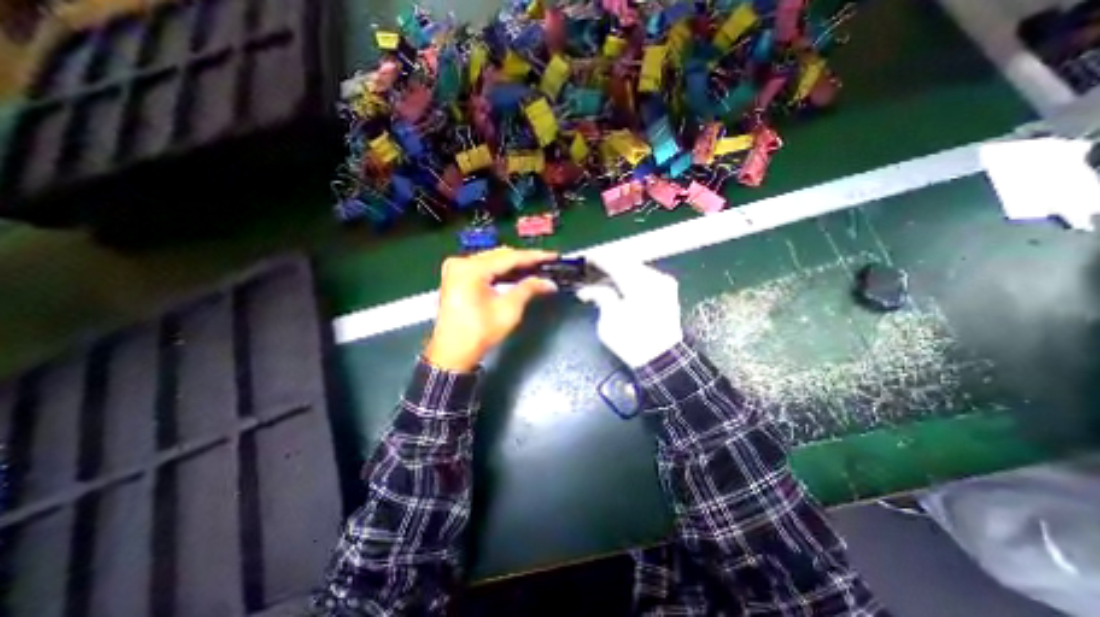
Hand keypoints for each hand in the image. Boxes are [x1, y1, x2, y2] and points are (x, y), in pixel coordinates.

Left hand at [422, 246, 559, 370]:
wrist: (452, 353)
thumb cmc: (479, 333)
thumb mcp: (508, 310)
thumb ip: (528, 289)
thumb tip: (548, 282)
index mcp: (471, 269)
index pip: (509, 257)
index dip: (534, 257)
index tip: (552, 257)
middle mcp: (461, 262)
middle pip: (499, 255)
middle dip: (524, 260)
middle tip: (546, 264)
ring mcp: (456, 268)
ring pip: (492, 260)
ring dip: (513, 265)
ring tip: (535, 269)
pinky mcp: (456, 277)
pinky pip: (483, 267)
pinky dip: (500, 271)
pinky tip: (516, 275)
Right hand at [576, 257, 680, 365]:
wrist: (662, 359)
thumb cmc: (632, 342)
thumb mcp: (609, 321)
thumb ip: (599, 297)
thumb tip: (588, 290)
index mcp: (638, 283)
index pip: (613, 262)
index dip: (597, 259)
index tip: (585, 260)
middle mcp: (654, 277)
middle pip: (626, 262)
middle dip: (608, 265)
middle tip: (592, 271)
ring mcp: (663, 283)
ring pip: (635, 268)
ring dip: (618, 272)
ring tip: (602, 280)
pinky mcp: (667, 291)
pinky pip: (644, 276)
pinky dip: (630, 278)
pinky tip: (619, 286)